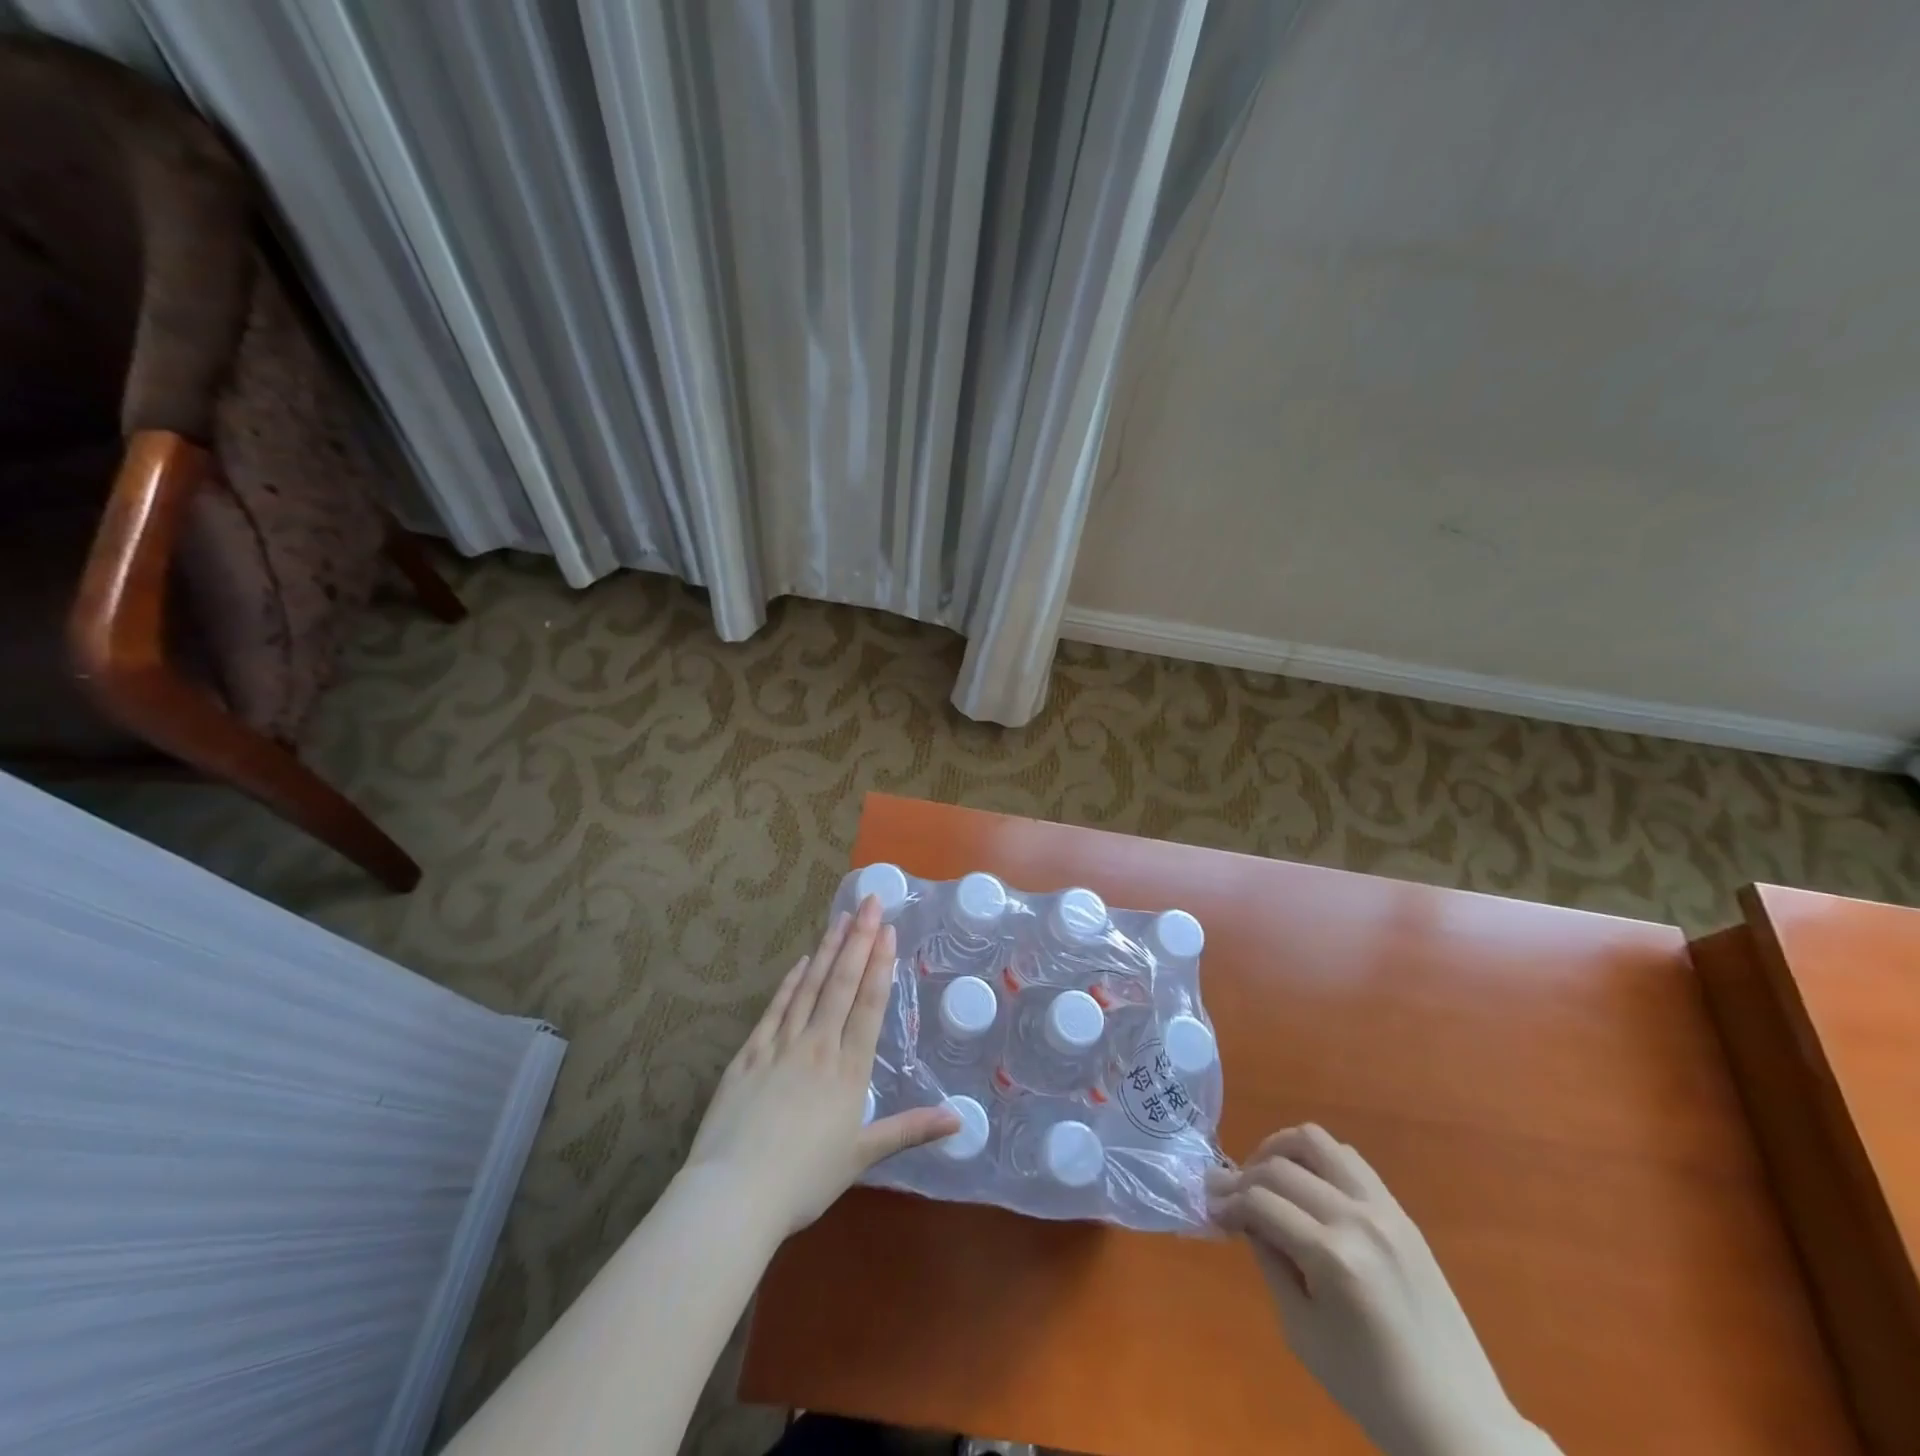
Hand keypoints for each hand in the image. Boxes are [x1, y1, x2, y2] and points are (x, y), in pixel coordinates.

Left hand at [684, 895, 959, 1242]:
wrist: (735, 1194)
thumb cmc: (804, 1179)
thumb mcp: (862, 1156)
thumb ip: (909, 1130)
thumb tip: (960, 1119)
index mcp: (848, 1070)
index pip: (869, 1005)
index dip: (881, 965)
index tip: (889, 930)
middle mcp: (818, 1046)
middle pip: (842, 984)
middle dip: (859, 941)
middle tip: (870, 903)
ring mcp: (780, 1046)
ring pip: (809, 987)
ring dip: (828, 951)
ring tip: (841, 919)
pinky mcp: (749, 1054)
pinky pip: (775, 1009)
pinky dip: (790, 982)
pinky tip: (801, 962)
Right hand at [1209, 1126, 1558, 1455]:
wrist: (1458, 1422)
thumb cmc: (1371, 1390)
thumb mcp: (1301, 1331)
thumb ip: (1270, 1262)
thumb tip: (1244, 1218)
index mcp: (1332, 1256)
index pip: (1260, 1201)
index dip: (1227, 1202)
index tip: (1211, 1211)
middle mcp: (1358, 1219)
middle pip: (1280, 1167)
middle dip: (1243, 1175)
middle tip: (1226, 1195)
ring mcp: (1384, 1210)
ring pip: (1316, 1142)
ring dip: (1279, 1150)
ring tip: (1264, 1176)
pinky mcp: (1401, 1213)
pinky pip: (1349, 1160)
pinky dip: (1316, 1160)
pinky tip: (1305, 1186)